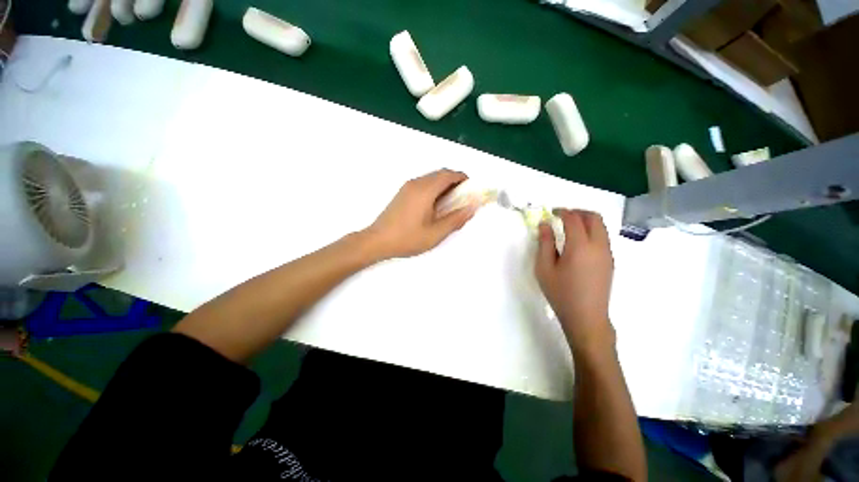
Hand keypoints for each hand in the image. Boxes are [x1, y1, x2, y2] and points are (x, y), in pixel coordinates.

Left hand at [366, 169, 477, 258]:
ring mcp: (407, 187)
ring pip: (431, 179)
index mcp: (425, 190)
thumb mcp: (435, 233)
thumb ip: (456, 219)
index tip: (471, 190)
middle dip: (455, 183)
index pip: (449, 175)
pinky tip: (434, 207)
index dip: (463, 179)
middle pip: (440, 174)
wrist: (377, 241)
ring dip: (444, 186)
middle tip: (462, 200)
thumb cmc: (407, 238)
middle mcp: (416, 183)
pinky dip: (434, 190)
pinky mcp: (402, 193)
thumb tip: (472, 207)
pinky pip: (423, 185)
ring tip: (450, 205)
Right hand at [535, 209, 614, 349]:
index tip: (552, 212)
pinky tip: (578, 243)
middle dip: (578, 212)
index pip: (574, 219)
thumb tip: (545, 224)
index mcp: (580, 246)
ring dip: (586, 221)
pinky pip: (603, 237)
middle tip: (562, 216)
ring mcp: (607, 254)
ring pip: (601, 226)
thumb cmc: (560, 293)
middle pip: (594, 217)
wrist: (586, 317)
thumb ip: (544, 243)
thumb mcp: (544, 268)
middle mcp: (598, 246)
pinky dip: (592, 231)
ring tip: (569, 228)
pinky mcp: (610, 261)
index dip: (562, 212)